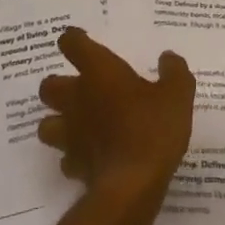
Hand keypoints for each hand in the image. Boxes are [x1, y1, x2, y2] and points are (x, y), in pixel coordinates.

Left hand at [37, 28, 194, 210]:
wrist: (132, 184)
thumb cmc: (153, 128)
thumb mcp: (177, 93)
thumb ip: (174, 71)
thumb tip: (167, 58)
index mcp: (99, 72)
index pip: (72, 43)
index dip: (74, 40)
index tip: (81, 41)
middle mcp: (77, 98)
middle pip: (49, 86)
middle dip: (58, 86)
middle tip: (80, 89)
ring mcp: (70, 134)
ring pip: (46, 124)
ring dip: (58, 123)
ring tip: (77, 125)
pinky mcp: (73, 165)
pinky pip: (66, 158)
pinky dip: (74, 156)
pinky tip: (90, 157)